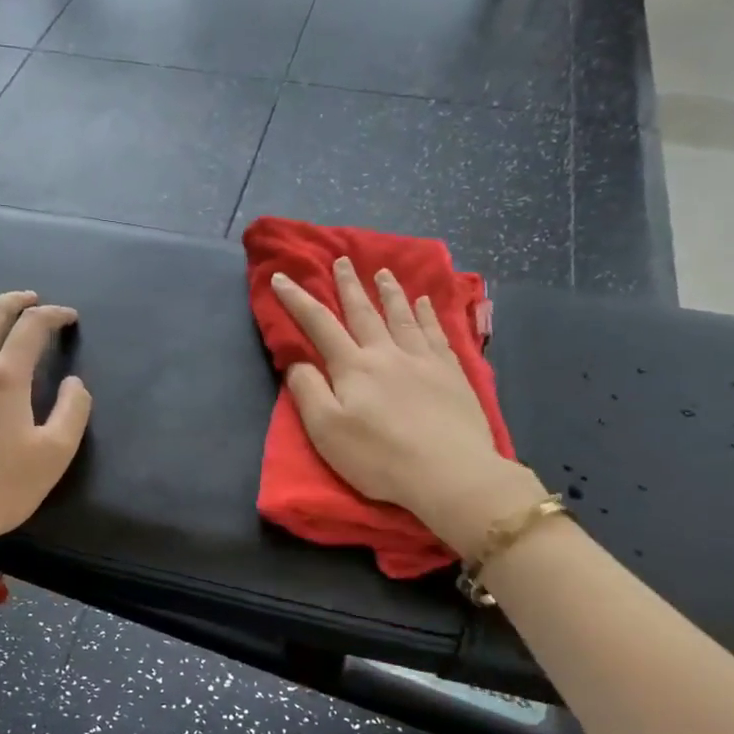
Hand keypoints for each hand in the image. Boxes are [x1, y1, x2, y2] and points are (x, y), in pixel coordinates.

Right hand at [272, 258, 545, 559]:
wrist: (449, 472)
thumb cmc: (379, 457)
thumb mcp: (327, 431)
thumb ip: (308, 391)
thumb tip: (297, 361)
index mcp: (353, 367)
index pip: (319, 324)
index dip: (298, 300)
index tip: (282, 277)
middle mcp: (387, 353)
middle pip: (364, 312)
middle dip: (349, 285)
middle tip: (342, 260)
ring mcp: (423, 360)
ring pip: (402, 316)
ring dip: (390, 292)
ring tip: (383, 272)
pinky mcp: (451, 373)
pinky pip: (436, 333)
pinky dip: (427, 314)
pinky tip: (426, 304)